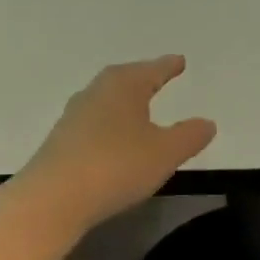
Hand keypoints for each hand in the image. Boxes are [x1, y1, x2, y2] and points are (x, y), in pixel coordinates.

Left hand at [16, 56, 216, 234]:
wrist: (53, 199)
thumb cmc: (116, 165)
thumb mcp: (165, 153)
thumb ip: (189, 136)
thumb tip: (207, 122)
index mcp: (124, 85)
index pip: (152, 70)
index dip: (168, 67)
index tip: (179, 61)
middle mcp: (96, 92)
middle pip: (124, 79)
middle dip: (143, 79)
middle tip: (158, 77)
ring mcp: (74, 116)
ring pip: (106, 100)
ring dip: (123, 103)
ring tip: (139, 109)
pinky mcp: (61, 141)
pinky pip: (94, 123)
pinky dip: (109, 124)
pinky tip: (114, 139)